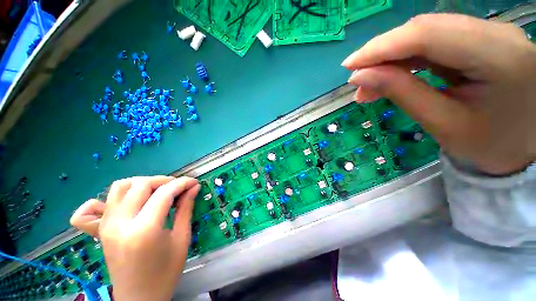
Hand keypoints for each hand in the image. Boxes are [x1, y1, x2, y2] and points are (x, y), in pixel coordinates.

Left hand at [72, 176, 199, 300]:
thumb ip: (186, 209)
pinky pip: (96, 204)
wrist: (138, 298)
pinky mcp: (101, 229)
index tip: (194, 182)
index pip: (164, 193)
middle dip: (164, 181)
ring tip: (158, 191)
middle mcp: (120, 223)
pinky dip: (113, 197)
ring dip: (142, 183)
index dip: (182, 183)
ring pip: (120, 187)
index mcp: (144, 230)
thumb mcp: (182, 239)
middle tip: (179, 188)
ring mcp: (106, 225)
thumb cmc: (165, 272)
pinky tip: (128, 201)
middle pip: (141, 184)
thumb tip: (194, 188)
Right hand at [342, 14, 535, 174]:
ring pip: (427, 34)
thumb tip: (360, 77)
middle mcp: (497, 33)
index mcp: (498, 57)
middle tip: (357, 81)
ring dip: (392, 59)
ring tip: (370, 85)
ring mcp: (491, 33)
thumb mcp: (442, 123)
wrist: (522, 148)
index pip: (427, 35)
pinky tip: (392, 75)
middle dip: (383, 54)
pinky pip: (436, 42)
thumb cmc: (489, 145)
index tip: (349, 66)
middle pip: (426, 29)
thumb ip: (401, 93)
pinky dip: (408, 59)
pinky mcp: (482, 41)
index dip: (381, 47)